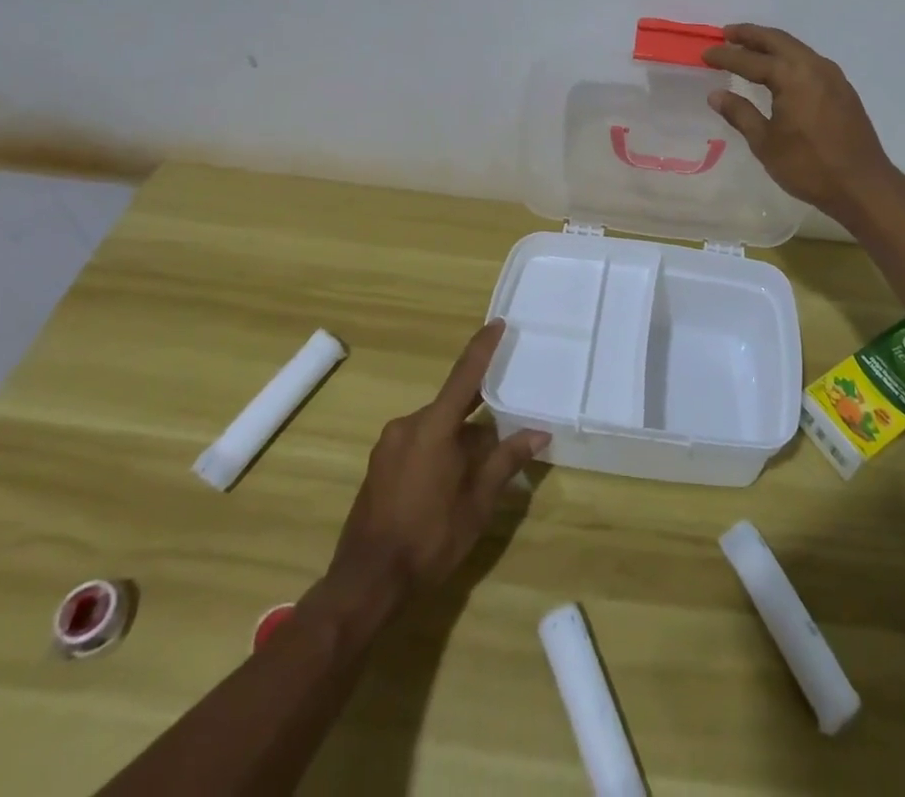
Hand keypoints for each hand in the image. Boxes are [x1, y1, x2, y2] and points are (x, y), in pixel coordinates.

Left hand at [327, 321, 548, 599]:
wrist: (366, 581)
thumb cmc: (429, 538)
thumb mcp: (478, 502)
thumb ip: (506, 460)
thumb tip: (538, 432)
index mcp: (433, 426)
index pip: (465, 375)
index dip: (483, 348)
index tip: (497, 323)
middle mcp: (408, 425)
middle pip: (452, 407)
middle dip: (478, 417)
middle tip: (505, 429)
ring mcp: (389, 445)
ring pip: (436, 428)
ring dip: (458, 439)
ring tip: (480, 469)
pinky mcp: (379, 465)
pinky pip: (418, 443)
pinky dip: (439, 451)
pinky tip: (450, 483)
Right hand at [702, 24, 903, 226]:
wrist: (863, 185)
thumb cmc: (809, 166)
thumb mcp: (766, 143)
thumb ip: (741, 114)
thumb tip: (716, 95)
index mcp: (792, 76)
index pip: (751, 60)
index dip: (726, 57)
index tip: (705, 55)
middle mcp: (814, 66)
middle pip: (777, 40)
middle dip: (750, 35)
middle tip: (727, 34)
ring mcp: (833, 76)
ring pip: (796, 48)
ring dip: (771, 44)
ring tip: (749, 48)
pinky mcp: (842, 89)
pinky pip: (809, 61)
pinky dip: (788, 57)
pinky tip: (779, 71)